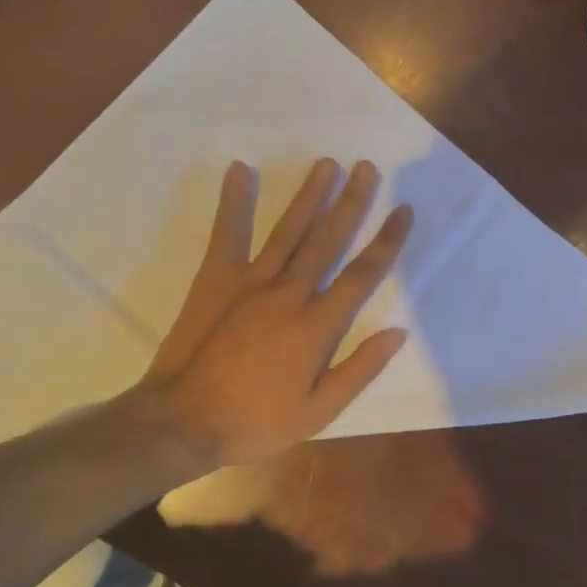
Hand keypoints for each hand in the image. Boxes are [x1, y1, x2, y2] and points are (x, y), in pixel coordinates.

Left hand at [140, 158, 414, 467]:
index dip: (387, 240)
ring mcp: (251, 281)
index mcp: (317, 325)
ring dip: (309, 195)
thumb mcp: (319, 412)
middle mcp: (290, 292)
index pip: (363, 274)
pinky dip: (234, 201)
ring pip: (288, 229)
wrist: (184, 421)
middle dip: (351, 202)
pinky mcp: (216, 278)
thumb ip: (359, 369)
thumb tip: (398, 332)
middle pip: (328, 239)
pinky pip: (228, 233)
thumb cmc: (255, 422)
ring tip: (326, 164)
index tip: (403, 210)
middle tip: (366, 168)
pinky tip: (241, 170)